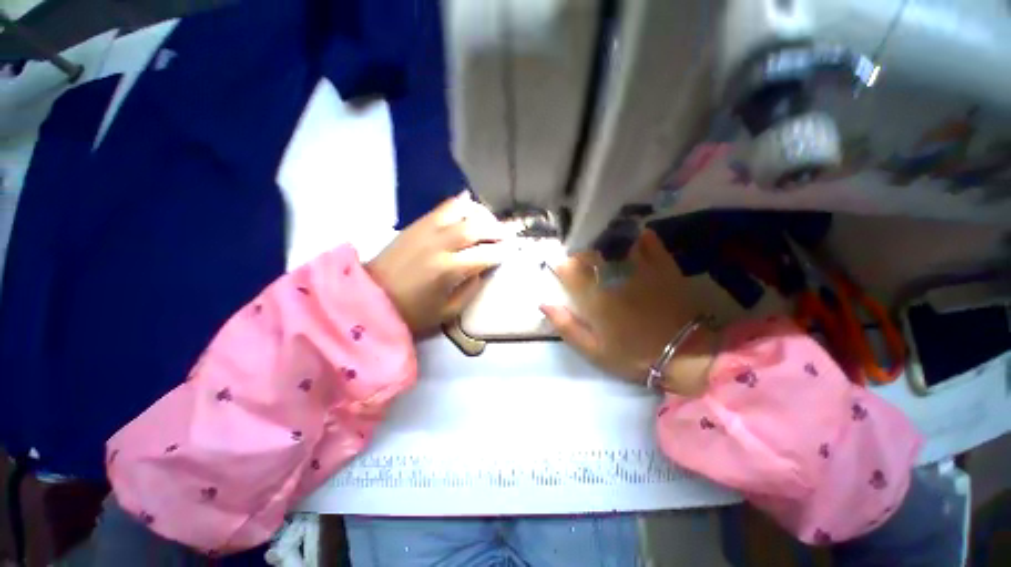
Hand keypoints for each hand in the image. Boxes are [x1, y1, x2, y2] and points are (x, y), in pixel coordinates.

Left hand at [367, 192, 512, 335]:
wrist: (371, 297)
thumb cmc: (413, 311)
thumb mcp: (448, 311)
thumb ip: (471, 289)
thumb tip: (483, 270)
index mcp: (448, 270)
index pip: (485, 254)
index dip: (500, 252)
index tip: (509, 252)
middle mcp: (440, 244)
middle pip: (476, 227)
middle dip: (496, 229)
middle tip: (504, 235)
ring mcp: (426, 230)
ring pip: (460, 210)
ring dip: (479, 214)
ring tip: (487, 223)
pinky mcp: (415, 224)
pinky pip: (442, 208)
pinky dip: (460, 206)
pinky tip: (468, 212)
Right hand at [541, 229, 714, 395]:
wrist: (684, 355)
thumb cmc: (632, 355)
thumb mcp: (592, 350)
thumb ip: (566, 326)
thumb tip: (544, 303)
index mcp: (594, 296)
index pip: (568, 269)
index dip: (561, 267)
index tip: (562, 272)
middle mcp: (613, 276)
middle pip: (589, 252)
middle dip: (580, 253)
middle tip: (581, 262)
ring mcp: (639, 268)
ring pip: (614, 243)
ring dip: (604, 243)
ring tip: (602, 249)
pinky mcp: (662, 266)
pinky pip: (648, 242)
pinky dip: (637, 238)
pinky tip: (632, 240)